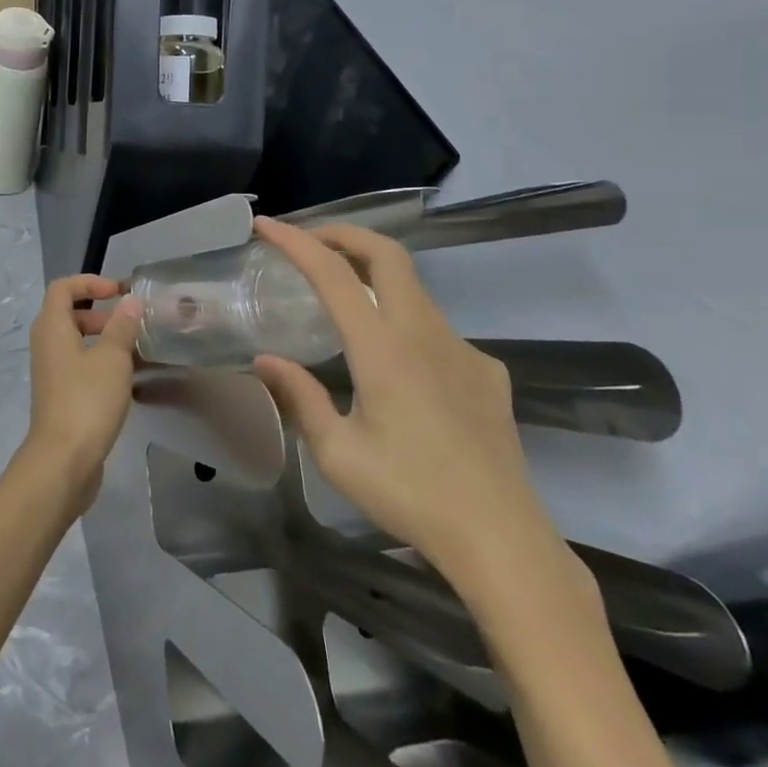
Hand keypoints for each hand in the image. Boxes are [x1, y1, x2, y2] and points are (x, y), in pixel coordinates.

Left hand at [22, 275, 142, 514]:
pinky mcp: (60, 396)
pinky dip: (101, 364)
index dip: (90, 282)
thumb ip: (122, 326)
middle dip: (100, 313)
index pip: (63, 287)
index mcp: (52, 327)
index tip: (118, 291)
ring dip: (104, 340)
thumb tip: (130, 300)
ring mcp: (51, 372)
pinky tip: (128, 380)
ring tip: (136, 351)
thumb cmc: (87, 400)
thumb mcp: (112, 358)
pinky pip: (80, 366)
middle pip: (69, 314)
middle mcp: (46, 345)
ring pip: (76, 343)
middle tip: (129, 324)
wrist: (63, 461)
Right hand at [249, 218, 564, 595]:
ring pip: (412, 288)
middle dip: (343, 234)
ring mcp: (462, 349)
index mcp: (383, 348)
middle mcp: (425, 333)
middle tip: (310, 242)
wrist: (502, 540)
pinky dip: (405, 322)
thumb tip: (265, 360)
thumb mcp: (338, 453)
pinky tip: (399, 366)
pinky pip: (437, 328)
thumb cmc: (410, 495)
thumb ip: (300, 397)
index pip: (333, 273)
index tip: (265, 226)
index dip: (295, 241)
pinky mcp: (487, 371)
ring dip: (373, 275)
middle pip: (386, 253)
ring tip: (343, 298)